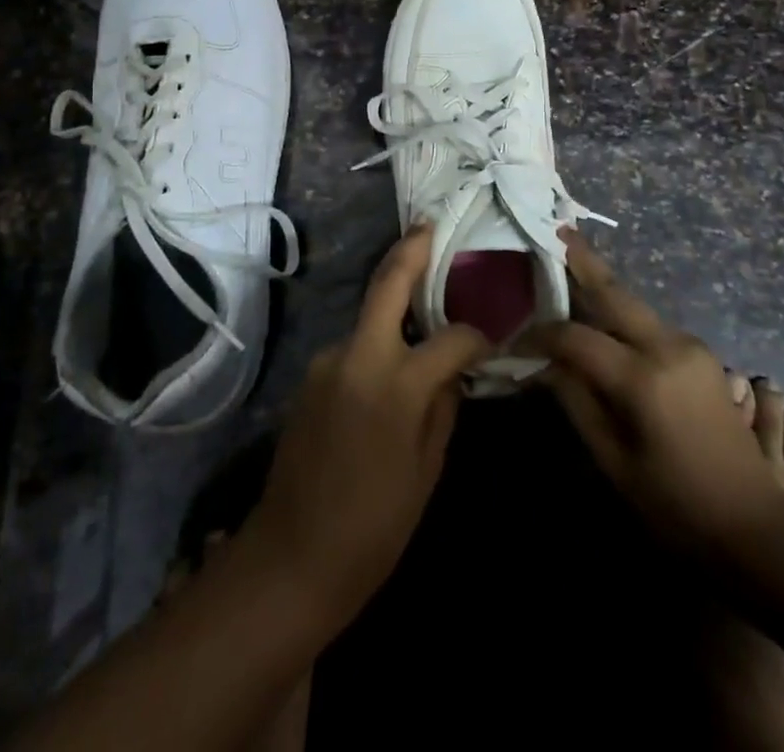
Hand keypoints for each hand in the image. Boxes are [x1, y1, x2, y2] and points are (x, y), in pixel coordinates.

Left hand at [246, 224, 490, 625]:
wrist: (290, 558)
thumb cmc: (373, 527)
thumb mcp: (425, 471)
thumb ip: (442, 407)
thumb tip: (453, 372)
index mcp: (394, 383)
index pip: (450, 338)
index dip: (476, 334)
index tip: (493, 335)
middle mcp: (356, 356)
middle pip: (387, 283)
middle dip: (411, 249)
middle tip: (431, 226)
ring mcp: (327, 361)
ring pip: (370, 316)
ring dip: (396, 306)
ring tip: (427, 305)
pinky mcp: (312, 375)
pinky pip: (355, 347)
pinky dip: (378, 341)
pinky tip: (394, 360)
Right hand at [523, 231, 782, 557]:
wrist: (757, 528)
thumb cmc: (676, 507)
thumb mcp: (615, 463)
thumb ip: (577, 403)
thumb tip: (545, 364)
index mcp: (644, 379)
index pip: (577, 338)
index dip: (542, 335)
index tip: (516, 340)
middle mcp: (669, 347)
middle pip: (616, 293)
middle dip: (584, 261)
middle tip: (557, 230)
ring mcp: (691, 347)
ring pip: (635, 306)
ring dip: (602, 289)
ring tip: (570, 266)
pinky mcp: (702, 356)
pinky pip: (651, 325)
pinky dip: (622, 317)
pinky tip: (604, 319)